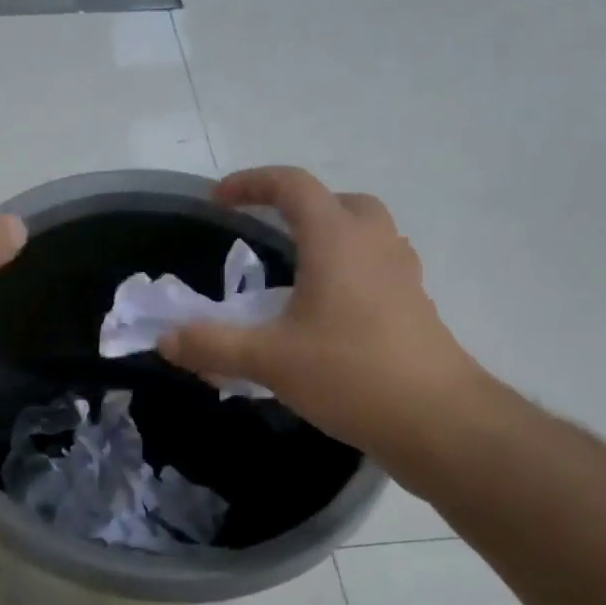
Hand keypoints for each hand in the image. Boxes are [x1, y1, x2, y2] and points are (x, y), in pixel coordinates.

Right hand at [161, 166, 486, 474]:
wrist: (439, 421)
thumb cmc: (351, 374)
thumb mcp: (269, 360)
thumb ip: (212, 345)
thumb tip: (166, 339)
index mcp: (336, 240)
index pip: (292, 186)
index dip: (251, 183)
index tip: (218, 201)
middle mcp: (374, 245)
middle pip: (338, 202)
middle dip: (298, 207)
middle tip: (267, 232)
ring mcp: (402, 275)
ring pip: (365, 234)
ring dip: (329, 238)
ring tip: (296, 274)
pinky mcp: (415, 307)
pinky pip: (378, 269)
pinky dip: (349, 273)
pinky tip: (327, 315)